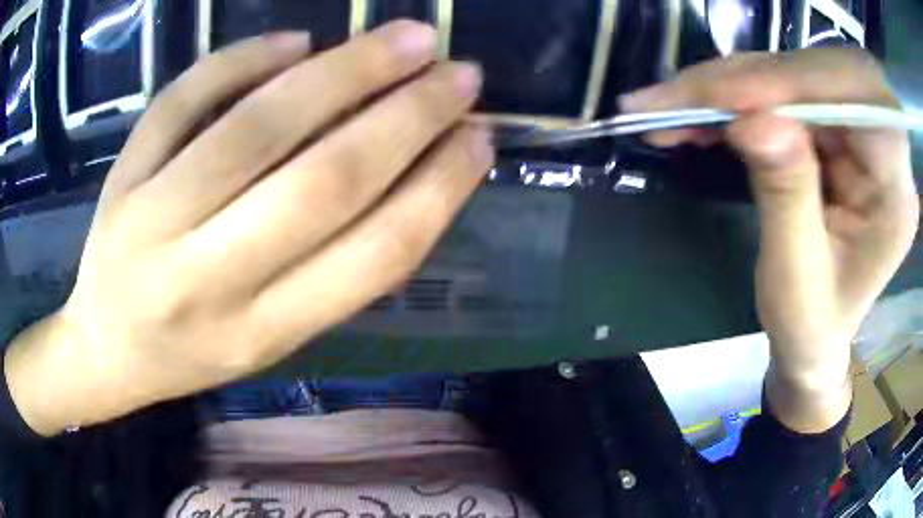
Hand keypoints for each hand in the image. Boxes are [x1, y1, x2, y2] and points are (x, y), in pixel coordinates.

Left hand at [4, 21, 492, 435]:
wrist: (107, 349)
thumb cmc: (192, 354)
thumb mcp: (271, 342)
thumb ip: (332, 270)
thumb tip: (408, 169)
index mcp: (263, 334)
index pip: (374, 255)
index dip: (440, 188)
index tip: (480, 139)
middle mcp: (208, 282)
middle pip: (323, 181)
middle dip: (408, 116)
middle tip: (460, 73)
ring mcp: (152, 222)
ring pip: (256, 128)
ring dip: (344, 70)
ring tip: (406, 39)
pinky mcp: (122, 179)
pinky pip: (182, 102)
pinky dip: (241, 59)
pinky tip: (295, 40)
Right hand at [621, 49, 918, 431]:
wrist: (817, 337)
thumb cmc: (812, 326)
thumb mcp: (795, 279)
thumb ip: (785, 197)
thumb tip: (753, 122)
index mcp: (895, 192)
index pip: (858, 103)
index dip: (795, 86)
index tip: (726, 100)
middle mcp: (884, 146)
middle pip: (821, 74)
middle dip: (747, 80)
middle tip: (675, 98)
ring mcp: (859, 130)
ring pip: (794, 74)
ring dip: (732, 85)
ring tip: (673, 106)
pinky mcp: (834, 127)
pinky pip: (783, 89)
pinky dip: (737, 95)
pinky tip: (702, 111)